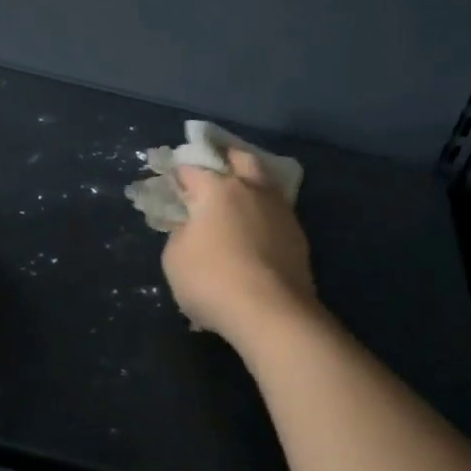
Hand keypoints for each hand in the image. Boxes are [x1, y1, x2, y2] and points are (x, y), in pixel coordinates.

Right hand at [161, 151, 319, 344]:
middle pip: (241, 159)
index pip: (192, 169)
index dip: (179, 173)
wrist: (271, 312)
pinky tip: (256, 229)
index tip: (172, 181)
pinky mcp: (298, 235)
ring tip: (238, 201)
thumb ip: (180, 233)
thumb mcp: (175, 258)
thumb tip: (191, 226)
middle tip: (214, 170)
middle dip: (226, 158)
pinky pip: (276, 212)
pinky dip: (264, 214)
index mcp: (216, 188)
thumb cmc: (212, 280)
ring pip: (265, 183)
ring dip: (251, 184)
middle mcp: (251, 189)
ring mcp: (280, 210)